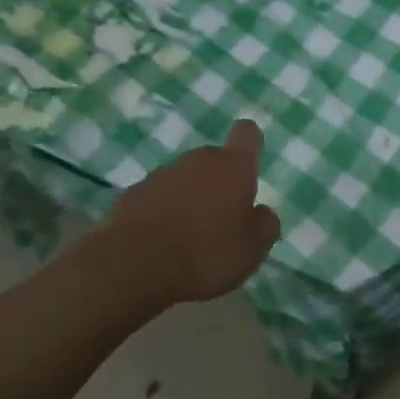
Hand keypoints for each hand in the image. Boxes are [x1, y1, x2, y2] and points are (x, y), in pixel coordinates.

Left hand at [105, 120, 281, 305]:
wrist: (135, 265)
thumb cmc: (206, 253)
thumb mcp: (252, 249)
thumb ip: (265, 224)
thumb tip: (262, 212)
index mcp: (232, 167)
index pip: (246, 133)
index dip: (250, 143)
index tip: (250, 162)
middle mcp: (198, 160)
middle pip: (214, 160)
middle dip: (219, 181)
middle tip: (222, 217)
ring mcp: (162, 173)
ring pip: (185, 178)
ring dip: (190, 196)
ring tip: (190, 235)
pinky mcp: (134, 192)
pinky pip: (158, 196)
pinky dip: (163, 210)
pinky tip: (162, 240)